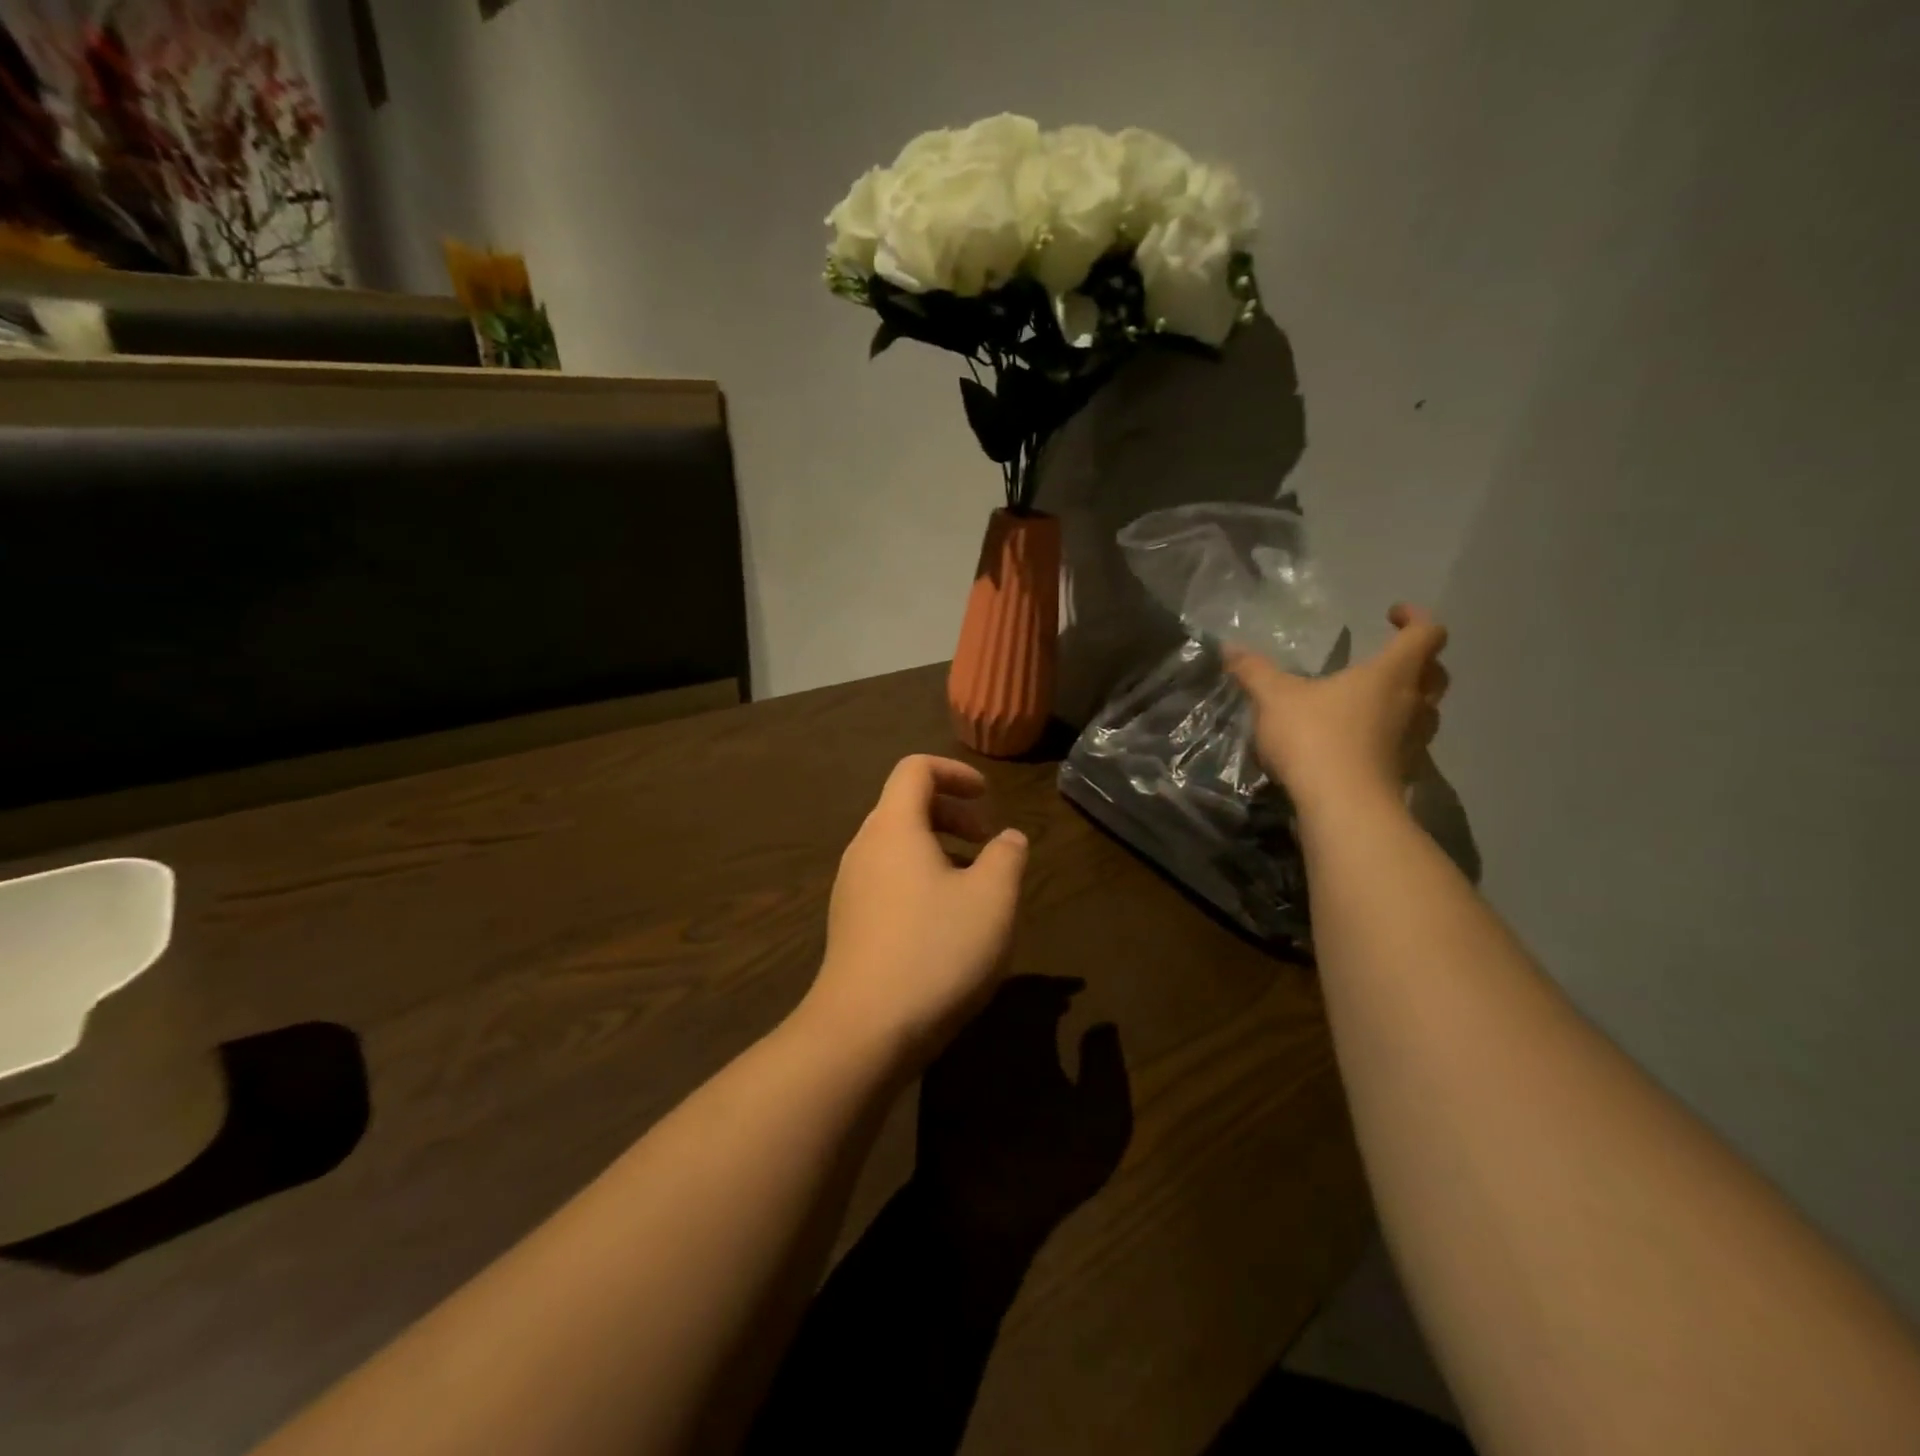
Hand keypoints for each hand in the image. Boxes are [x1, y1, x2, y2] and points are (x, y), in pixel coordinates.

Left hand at [798, 756, 1028, 1072]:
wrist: (863, 1031)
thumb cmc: (935, 951)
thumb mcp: (992, 899)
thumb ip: (1007, 856)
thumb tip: (1008, 838)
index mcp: (893, 827)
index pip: (915, 769)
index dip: (955, 772)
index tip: (987, 796)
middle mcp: (864, 848)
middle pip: (905, 806)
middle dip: (952, 813)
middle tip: (987, 842)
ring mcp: (850, 888)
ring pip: (897, 846)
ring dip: (938, 849)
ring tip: (974, 886)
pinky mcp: (848, 923)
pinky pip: (887, 879)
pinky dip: (920, 879)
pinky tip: (945, 922)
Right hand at [1226, 603, 1450, 816]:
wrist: (1342, 807)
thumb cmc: (1315, 738)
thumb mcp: (1274, 698)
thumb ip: (1254, 671)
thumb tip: (1229, 648)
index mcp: (1391, 674)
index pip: (1426, 634)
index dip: (1416, 618)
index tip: (1393, 614)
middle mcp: (1413, 704)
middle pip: (1435, 673)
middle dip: (1417, 662)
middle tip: (1386, 661)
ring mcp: (1412, 742)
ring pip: (1425, 712)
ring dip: (1407, 702)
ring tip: (1370, 703)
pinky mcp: (1402, 774)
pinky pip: (1405, 745)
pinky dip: (1389, 737)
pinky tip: (1358, 743)